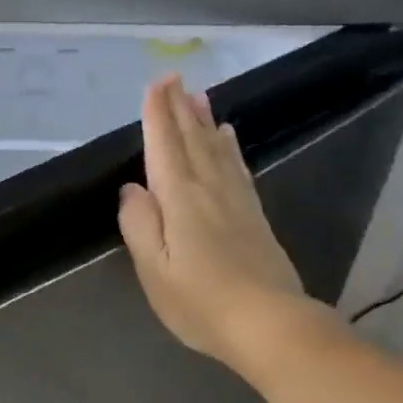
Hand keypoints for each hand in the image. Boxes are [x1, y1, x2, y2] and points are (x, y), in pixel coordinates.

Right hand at [118, 75, 309, 368]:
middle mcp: (210, 190)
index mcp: (180, 199)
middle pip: (193, 140)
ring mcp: (237, 201)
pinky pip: (238, 168)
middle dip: (181, 108)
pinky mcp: (254, 216)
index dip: (158, 115)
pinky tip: (228, 138)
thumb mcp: (154, 269)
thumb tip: (132, 189)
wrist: (270, 324)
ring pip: (217, 149)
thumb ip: (139, 224)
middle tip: (175, 78)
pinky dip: (229, 147)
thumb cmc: (201, 301)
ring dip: (204, 121)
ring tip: (198, 96)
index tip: (156, 83)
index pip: (165, 146)